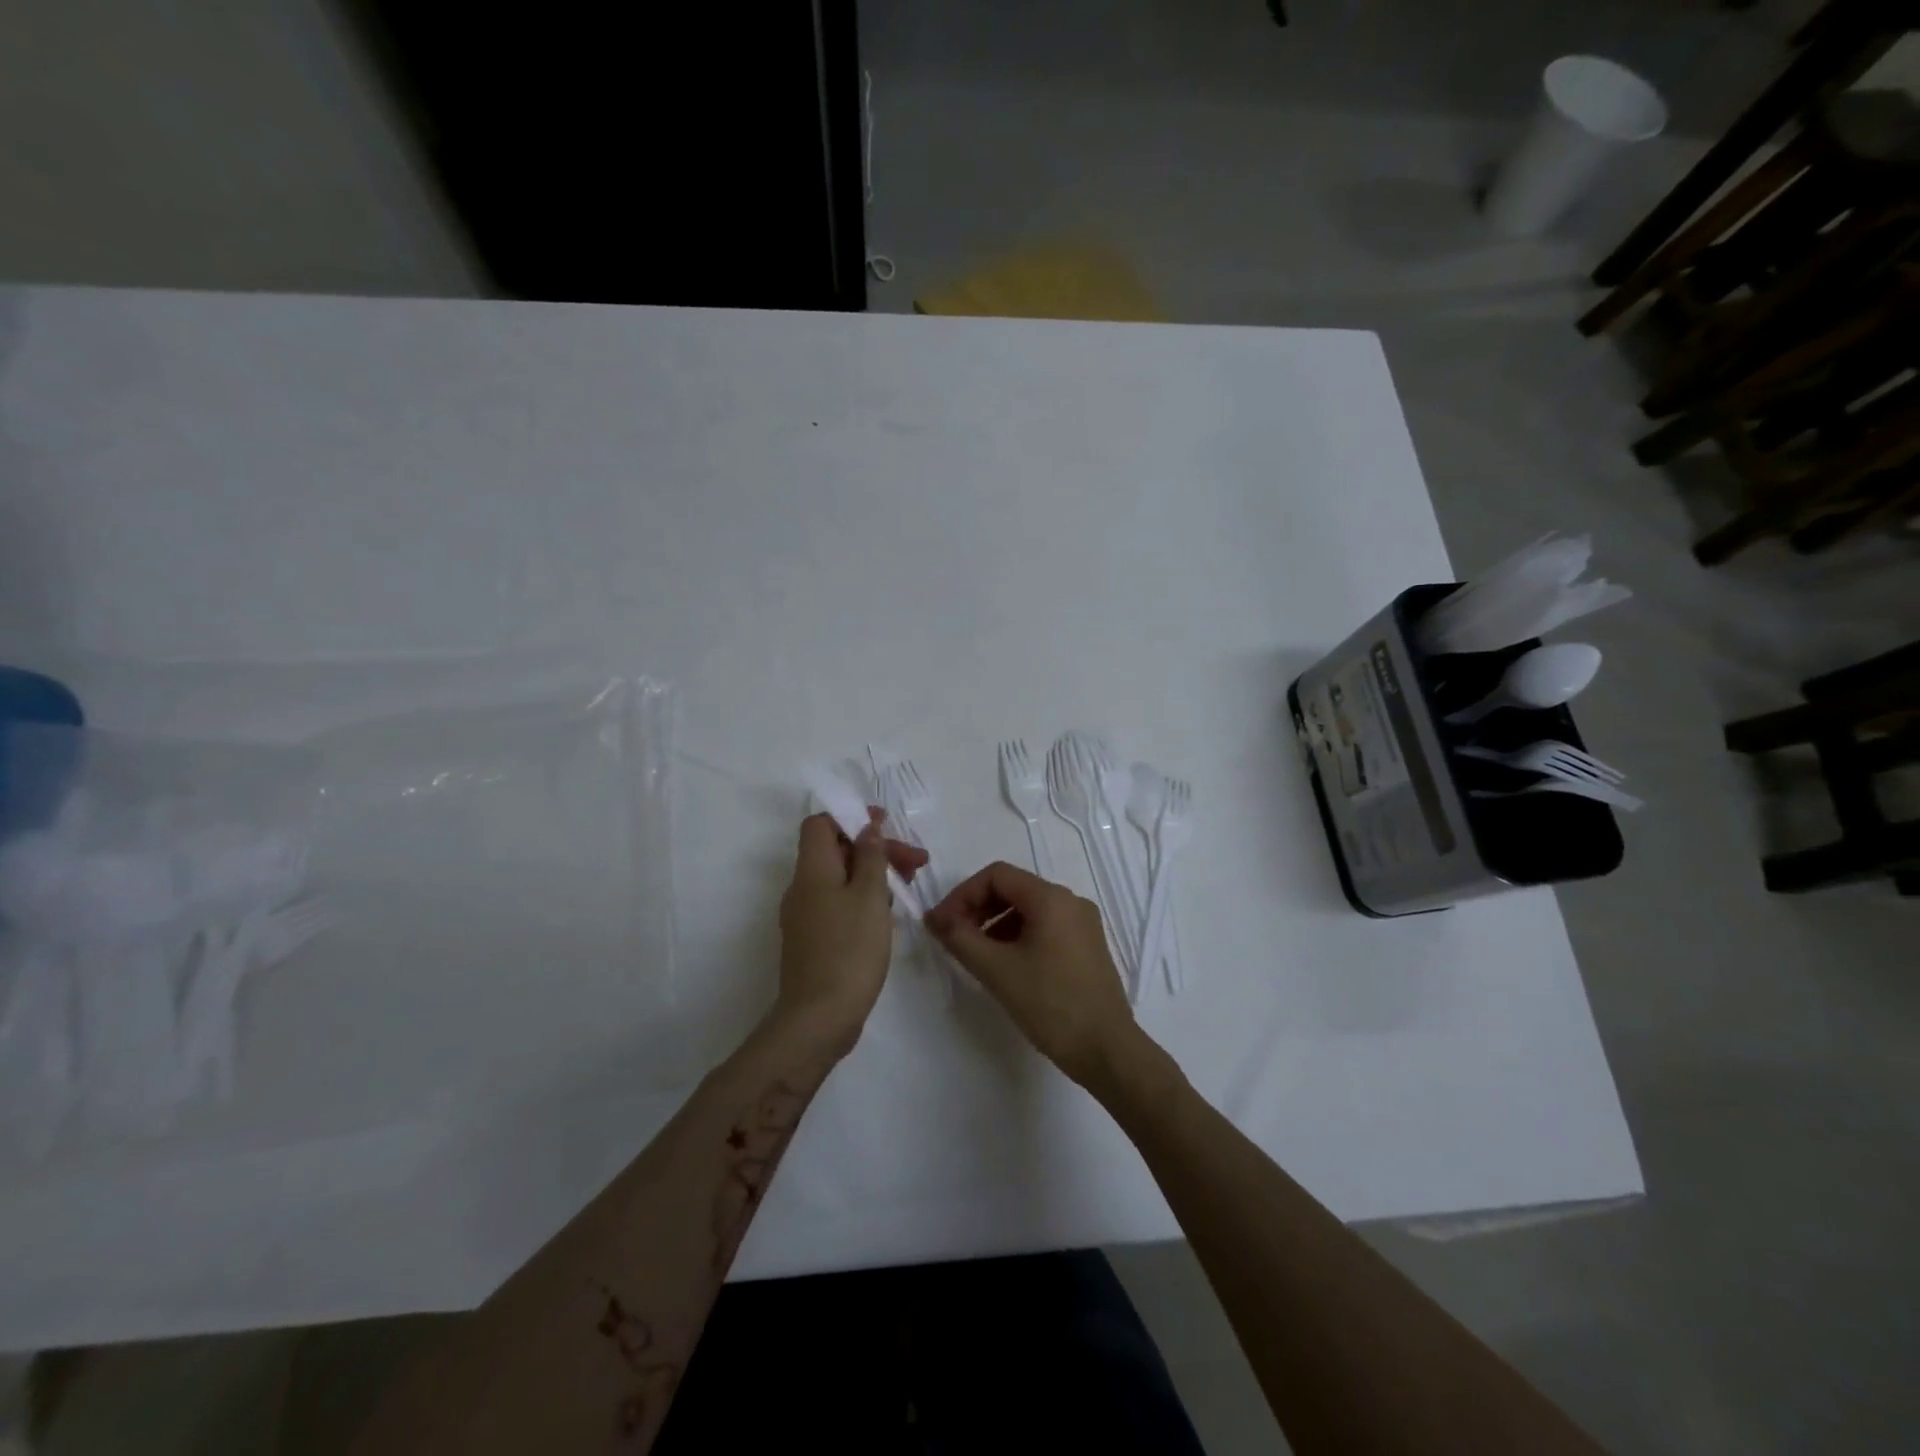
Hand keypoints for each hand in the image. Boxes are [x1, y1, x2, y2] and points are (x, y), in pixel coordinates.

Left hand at [776, 810, 928, 1050]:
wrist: (819, 1018)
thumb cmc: (849, 949)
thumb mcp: (869, 896)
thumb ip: (870, 857)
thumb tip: (866, 828)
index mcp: (812, 870)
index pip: (820, 824)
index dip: (851, 818)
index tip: (886, 826)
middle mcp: (802, 888)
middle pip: (836, 850)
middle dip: (875, 849)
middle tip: (915, 862)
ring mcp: (805, 916)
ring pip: (840, 879)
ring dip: (873, 875)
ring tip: (907, 887)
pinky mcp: (814, 940)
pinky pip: (838, 904)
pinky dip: (863, 899)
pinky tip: (887, 916)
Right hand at [924, 861, 1138, 1086]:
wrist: (1107, 1050)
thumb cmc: (1050, 1004)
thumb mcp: (997, 970)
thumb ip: (960, 938)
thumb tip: (934, 918)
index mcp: (1051, 898)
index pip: (996, 875)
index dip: (963, 894)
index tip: (943, 924)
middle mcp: (1071, 901)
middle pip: (1013, 888)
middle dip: (978, 908)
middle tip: (954, 938)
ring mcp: (1083, 924)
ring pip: (1028, 909)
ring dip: (996, 924)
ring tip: (976, 955)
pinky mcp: (1087, 946)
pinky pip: (1045, 927)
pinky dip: (1018, 936)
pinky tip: (1005, 965)